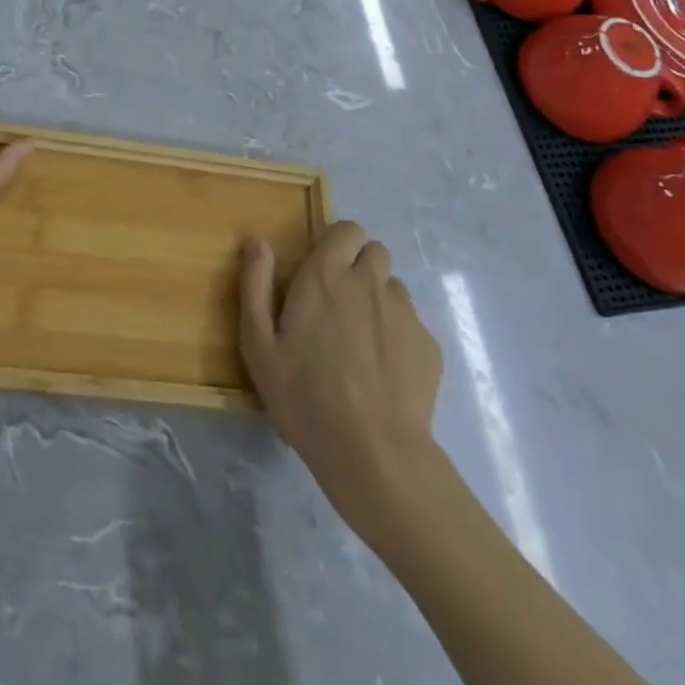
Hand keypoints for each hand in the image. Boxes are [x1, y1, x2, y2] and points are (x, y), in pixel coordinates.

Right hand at [240, 222, 443, 530]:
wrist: (374, 455)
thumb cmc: (305, 398)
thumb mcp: (259, 346)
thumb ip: (255, 285)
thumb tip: (257, 241)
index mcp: (327, 276)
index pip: (347, 229)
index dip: (338, 243)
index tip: (324, 271)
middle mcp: (369, 282)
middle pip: (375, 251)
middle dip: (360, 267)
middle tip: (340, 305)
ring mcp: (405, 312)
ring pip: (393, 287)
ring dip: (379, 301)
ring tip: (362, 343)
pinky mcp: (428, 345)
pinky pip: (412, 324)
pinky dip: (398, 337)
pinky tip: (384, 373)